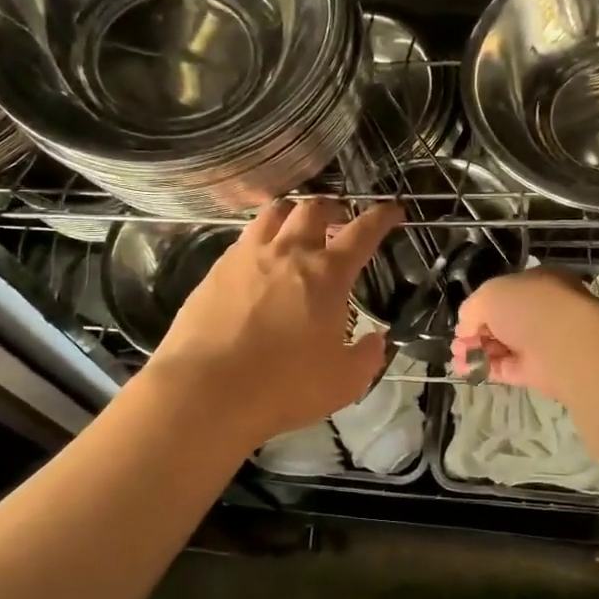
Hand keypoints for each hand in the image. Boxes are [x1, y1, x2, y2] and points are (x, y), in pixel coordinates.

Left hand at [150, 199, 399, 448]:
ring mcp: (247, 257)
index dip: (381, 217)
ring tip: (296, 225)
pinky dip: (260, 238)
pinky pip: (244, 239)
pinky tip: (259, 259)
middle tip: (339, 219)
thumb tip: (376, 339)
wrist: (206, 391)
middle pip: (313, 209)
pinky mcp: (215, 270)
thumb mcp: (344, 382)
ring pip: (273, 213)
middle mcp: (288, 253)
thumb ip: (368, 356)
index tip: (393, 209)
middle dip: (333, 207)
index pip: (362, 233)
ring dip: (293, 213)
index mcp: (326, 275)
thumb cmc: (284, 386)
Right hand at [450, 268, 598, 403]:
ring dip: (476, 351)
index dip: (479, 308)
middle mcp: (540, 311)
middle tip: (457, 344)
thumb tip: (466, 329)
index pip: (503, 295)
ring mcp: (540, 342)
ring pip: (501, 346)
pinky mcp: (538, 371)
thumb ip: (472, 308)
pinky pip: (506, 368)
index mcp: (535, 284)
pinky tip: (465, 370)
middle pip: (500, 322)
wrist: (565, 344)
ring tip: (458, 358)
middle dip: (474, 333)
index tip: (462, 322)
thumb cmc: (530, 306)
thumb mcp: (490, 294)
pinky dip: (485, 368)